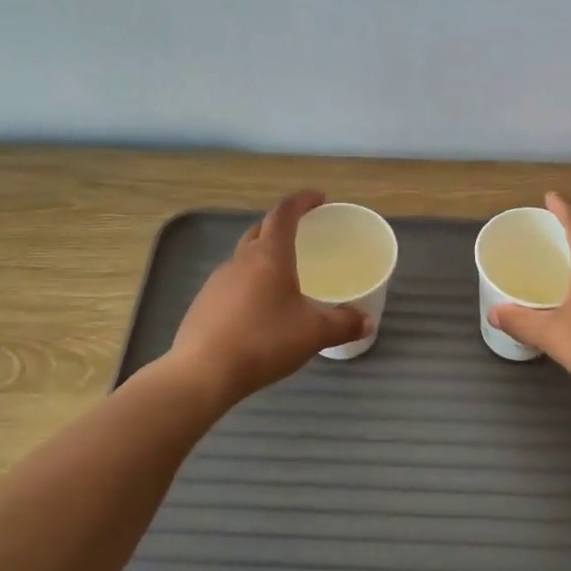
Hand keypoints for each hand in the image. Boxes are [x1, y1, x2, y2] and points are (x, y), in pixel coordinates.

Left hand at [165, 190, 366, 402]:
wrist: (203, 372)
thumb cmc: (265, 341)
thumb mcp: (314, 333)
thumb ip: (343, 324)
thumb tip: (367, 322)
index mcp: (269, 255)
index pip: (285, 213)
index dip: (302, 201)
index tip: (320, 198)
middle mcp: (241, 260)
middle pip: (261, 230)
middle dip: (282, 227)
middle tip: (303, 236)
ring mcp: (217, 281)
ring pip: (244, 258)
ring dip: (264, 257)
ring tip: (284, 276)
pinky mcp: (204, 304)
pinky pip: (232, 283)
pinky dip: (250, 284)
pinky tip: (260, 310)